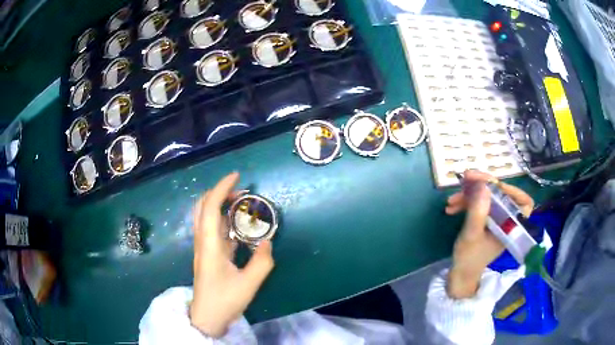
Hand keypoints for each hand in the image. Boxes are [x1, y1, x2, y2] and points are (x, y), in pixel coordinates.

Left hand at [190, 172, 274, 337]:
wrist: (207, 316)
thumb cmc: (225, 300)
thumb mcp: (249, 283)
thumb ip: (262, 261)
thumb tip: (267, 241)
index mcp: (209, 245)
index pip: (210, 207)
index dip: (222, 188)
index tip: (237, 176)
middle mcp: (202, 241)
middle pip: (202, 206)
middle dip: (219, 193)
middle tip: (241, 191)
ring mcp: (203, 247)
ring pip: (205, 216)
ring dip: (220, 204)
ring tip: (241, 204)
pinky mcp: (207, 254)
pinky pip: (212, 228)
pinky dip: (223, 219)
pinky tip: (238, 225)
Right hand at [445, 170, 533, 298]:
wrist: (460, 273)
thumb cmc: (469, 258)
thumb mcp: (472, 235)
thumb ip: (478, 211)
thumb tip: (483, 185)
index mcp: (510, 225)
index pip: (524, 203)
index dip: (513, 190)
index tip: (495, 185)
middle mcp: (505, 219)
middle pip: (501, 194)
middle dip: (483, 185)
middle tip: (466, 177)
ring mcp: (495, 218)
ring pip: (487, 197)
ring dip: (469, 194)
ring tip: (451, 199)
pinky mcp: (486, 219)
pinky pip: (479, 204)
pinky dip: (466, 203)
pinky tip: (451, 207)